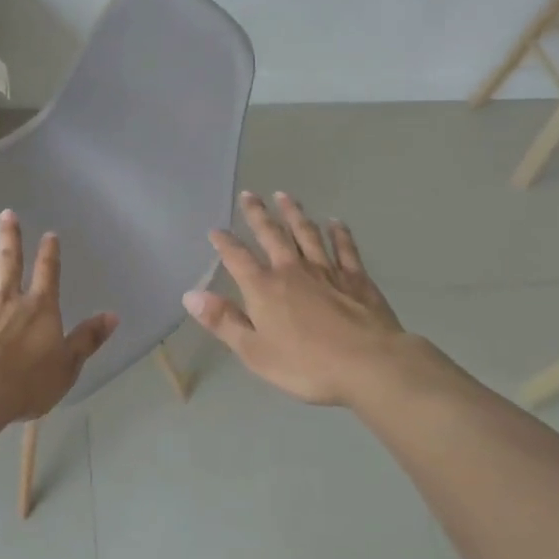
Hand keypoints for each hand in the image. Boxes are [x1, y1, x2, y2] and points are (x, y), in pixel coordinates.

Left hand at [0, 210, 117, 426]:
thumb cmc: (26, 383)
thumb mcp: (67, 365)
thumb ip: (87, 339)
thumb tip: (113, 315)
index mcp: (38, 308)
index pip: (47, 274)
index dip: (49, 254)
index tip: (49, 234)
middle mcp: (6, 298)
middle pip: (9, 261)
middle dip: (9, 237)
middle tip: (6, 213)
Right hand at [183, 191, 438, 406]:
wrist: (368, 364)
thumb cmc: (306, 364)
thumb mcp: (254, 351)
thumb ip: (223, 321)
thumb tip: (190, 295)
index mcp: (264, 288)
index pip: (237, 258)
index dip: (224, 243)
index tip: (215, 230)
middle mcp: (291, 270)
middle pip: (271, 235)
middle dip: (258, 215)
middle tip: (249, 194)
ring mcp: (326, 270)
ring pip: (306, 234)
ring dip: (294, 214)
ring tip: (285, 196)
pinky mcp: (356, 277)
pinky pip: (345, 248)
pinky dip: (339, 233)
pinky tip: (335, 222)